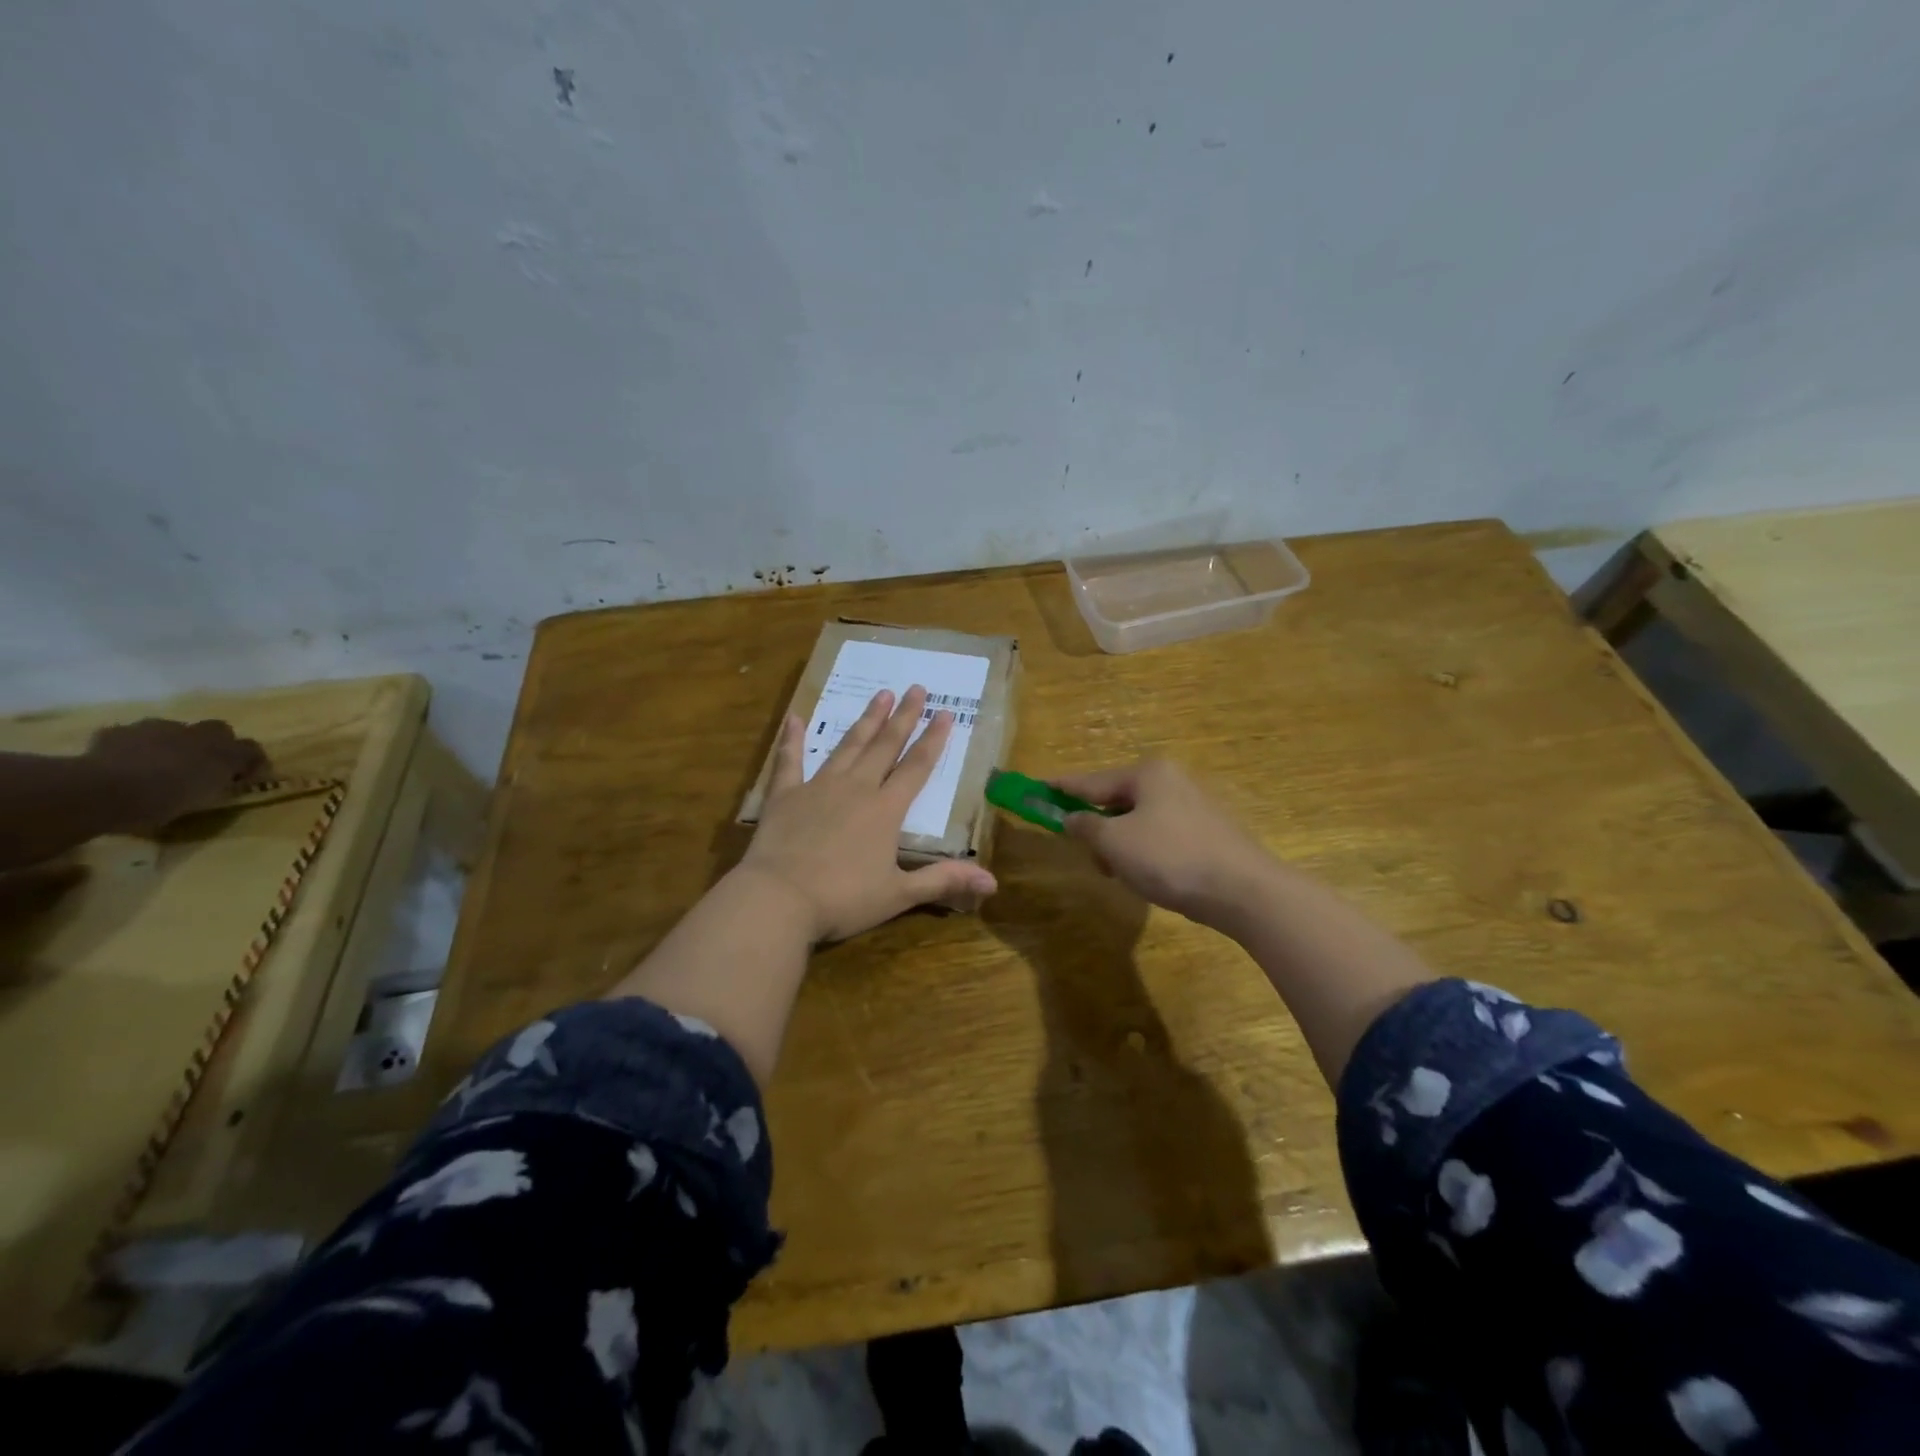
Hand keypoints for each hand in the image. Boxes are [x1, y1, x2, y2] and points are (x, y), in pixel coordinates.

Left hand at [85, 718, 269, 830]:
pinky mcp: (114, 734)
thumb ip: (223, 784)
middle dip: (212, 744)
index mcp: (222, 748)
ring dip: (171, 743)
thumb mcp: (205, 799)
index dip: (250, 761)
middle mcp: (194, 731)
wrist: (100, 790)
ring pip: (171, 730)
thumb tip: (233, 780)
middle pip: (215, 730)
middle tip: (202, 767)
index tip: (243, 778)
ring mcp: (151, 729)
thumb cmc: (163, 798)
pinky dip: (130, 747)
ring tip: (158, 766)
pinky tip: (122, 764)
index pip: (250, 748)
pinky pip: (129, 737)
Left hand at [740, 686, 997, 942]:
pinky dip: (792, 739)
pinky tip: (795, 718)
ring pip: (848, 746)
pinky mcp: (785, 795)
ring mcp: (818, 787)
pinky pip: (789, 760)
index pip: (917, 767)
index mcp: (885, 810)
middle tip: (915, 688)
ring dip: (866, 720)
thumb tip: (993, 882)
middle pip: (885, 746)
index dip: (933, 740)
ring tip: (880, 694)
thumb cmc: (843, 899)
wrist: (779, 898)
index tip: (945, 712)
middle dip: (903, 717)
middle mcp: (856, 788)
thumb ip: (943, 881)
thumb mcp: (898, 894)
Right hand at [1052, 759, 1277, 930]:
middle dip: (1096, 828)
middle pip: (1116, 800)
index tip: (1034, 790)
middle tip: (1086, 854)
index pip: (1090, 780)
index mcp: (1147, 773)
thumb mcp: (1115, 843)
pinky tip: (1147, 876)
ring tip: (1119, 874)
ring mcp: (1192, 805)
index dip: (1059, 788)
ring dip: (1119, 845)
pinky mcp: (1206, 832)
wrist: (1243, 891)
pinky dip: (1143, 852)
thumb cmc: (1170, 858)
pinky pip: (1159, 835)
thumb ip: (1085, 826)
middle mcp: (1170, 780)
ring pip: (1137, 821)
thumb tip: (1070, 817)